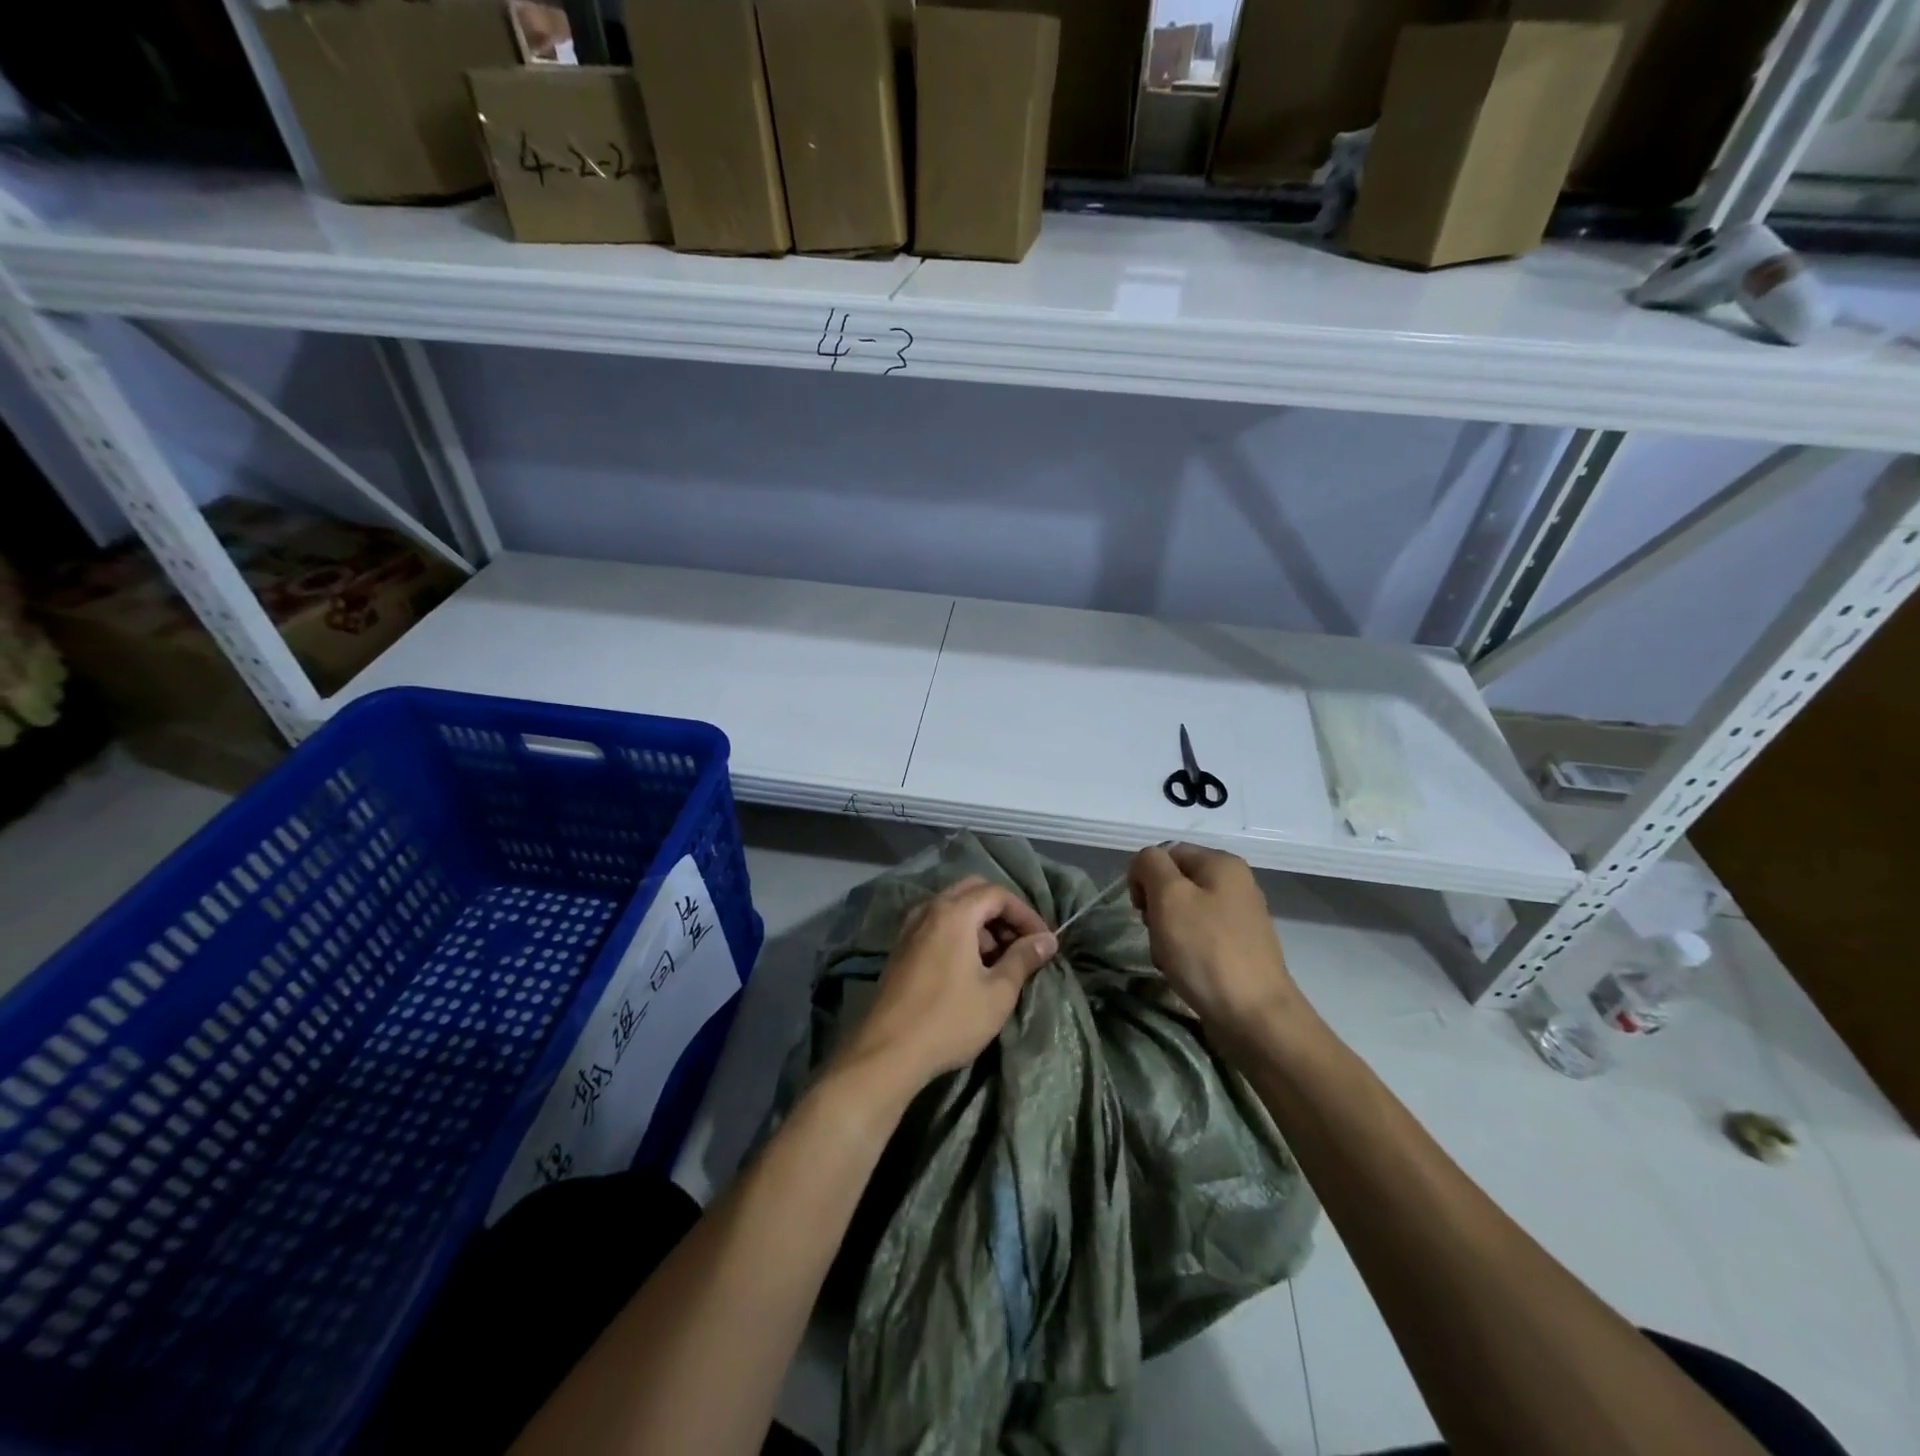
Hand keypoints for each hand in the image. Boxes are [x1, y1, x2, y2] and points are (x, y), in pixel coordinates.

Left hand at [831, 877, 1056, 1096]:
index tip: (1043, 941)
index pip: (997, 894)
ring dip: (980, 924)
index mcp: (954, 913)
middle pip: (973, 892)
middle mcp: (929, 909)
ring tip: (999, 960)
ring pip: (953, 908)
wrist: (887, 1052)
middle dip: (1002, 912)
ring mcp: (910, 927)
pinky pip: (937, 924)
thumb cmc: (949, 1020)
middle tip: (1021, 943)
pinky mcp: (901, 948)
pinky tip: (970, 967)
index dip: (1025, 913)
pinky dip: (959, 933)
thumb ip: (1023, 959)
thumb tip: (1047, 940)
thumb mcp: (997, 993)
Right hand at [1128, 844, 1307, 1044]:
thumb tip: (1146, 864)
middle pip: (1175, 883)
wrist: (1254, 1017)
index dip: (1145, 876)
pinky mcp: (1238, 949)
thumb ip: (1150, 865)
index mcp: (1222, 863)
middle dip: (1156, 908)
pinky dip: (1183, 953)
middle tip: (1157, 934)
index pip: (1166, 852)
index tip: (1140, 909)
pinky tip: (1184, 973)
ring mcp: (1240, 918)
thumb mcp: (1169, 896)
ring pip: (1183, 914)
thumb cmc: (1206, 950)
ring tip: (1170, 959)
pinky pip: (1198, 939)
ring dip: (1166, 934)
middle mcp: (1236, 884)